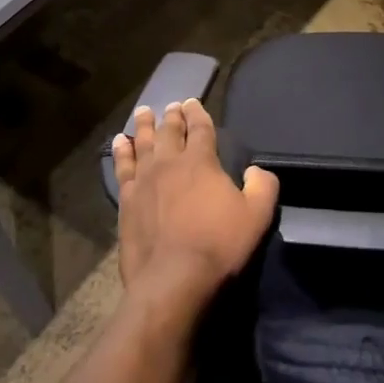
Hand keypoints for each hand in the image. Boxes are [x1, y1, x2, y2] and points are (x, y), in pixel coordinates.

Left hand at [111, 98, 277, 308]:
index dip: (197, 113)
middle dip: (172, 116)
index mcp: (201, 161)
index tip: (193, 102)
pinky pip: (122, 168)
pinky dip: (121, 152)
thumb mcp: (258, 215)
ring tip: (144, 112)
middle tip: (172, 105)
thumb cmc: (219, 245)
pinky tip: (120, 142)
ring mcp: (144, 181)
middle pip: (169, 131)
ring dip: (145, 126)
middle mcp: (170, 163)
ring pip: (143, 144)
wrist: (172, 280)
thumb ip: (263, 186)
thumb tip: (255, 171)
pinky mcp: (127, 201)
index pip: (200, 128)